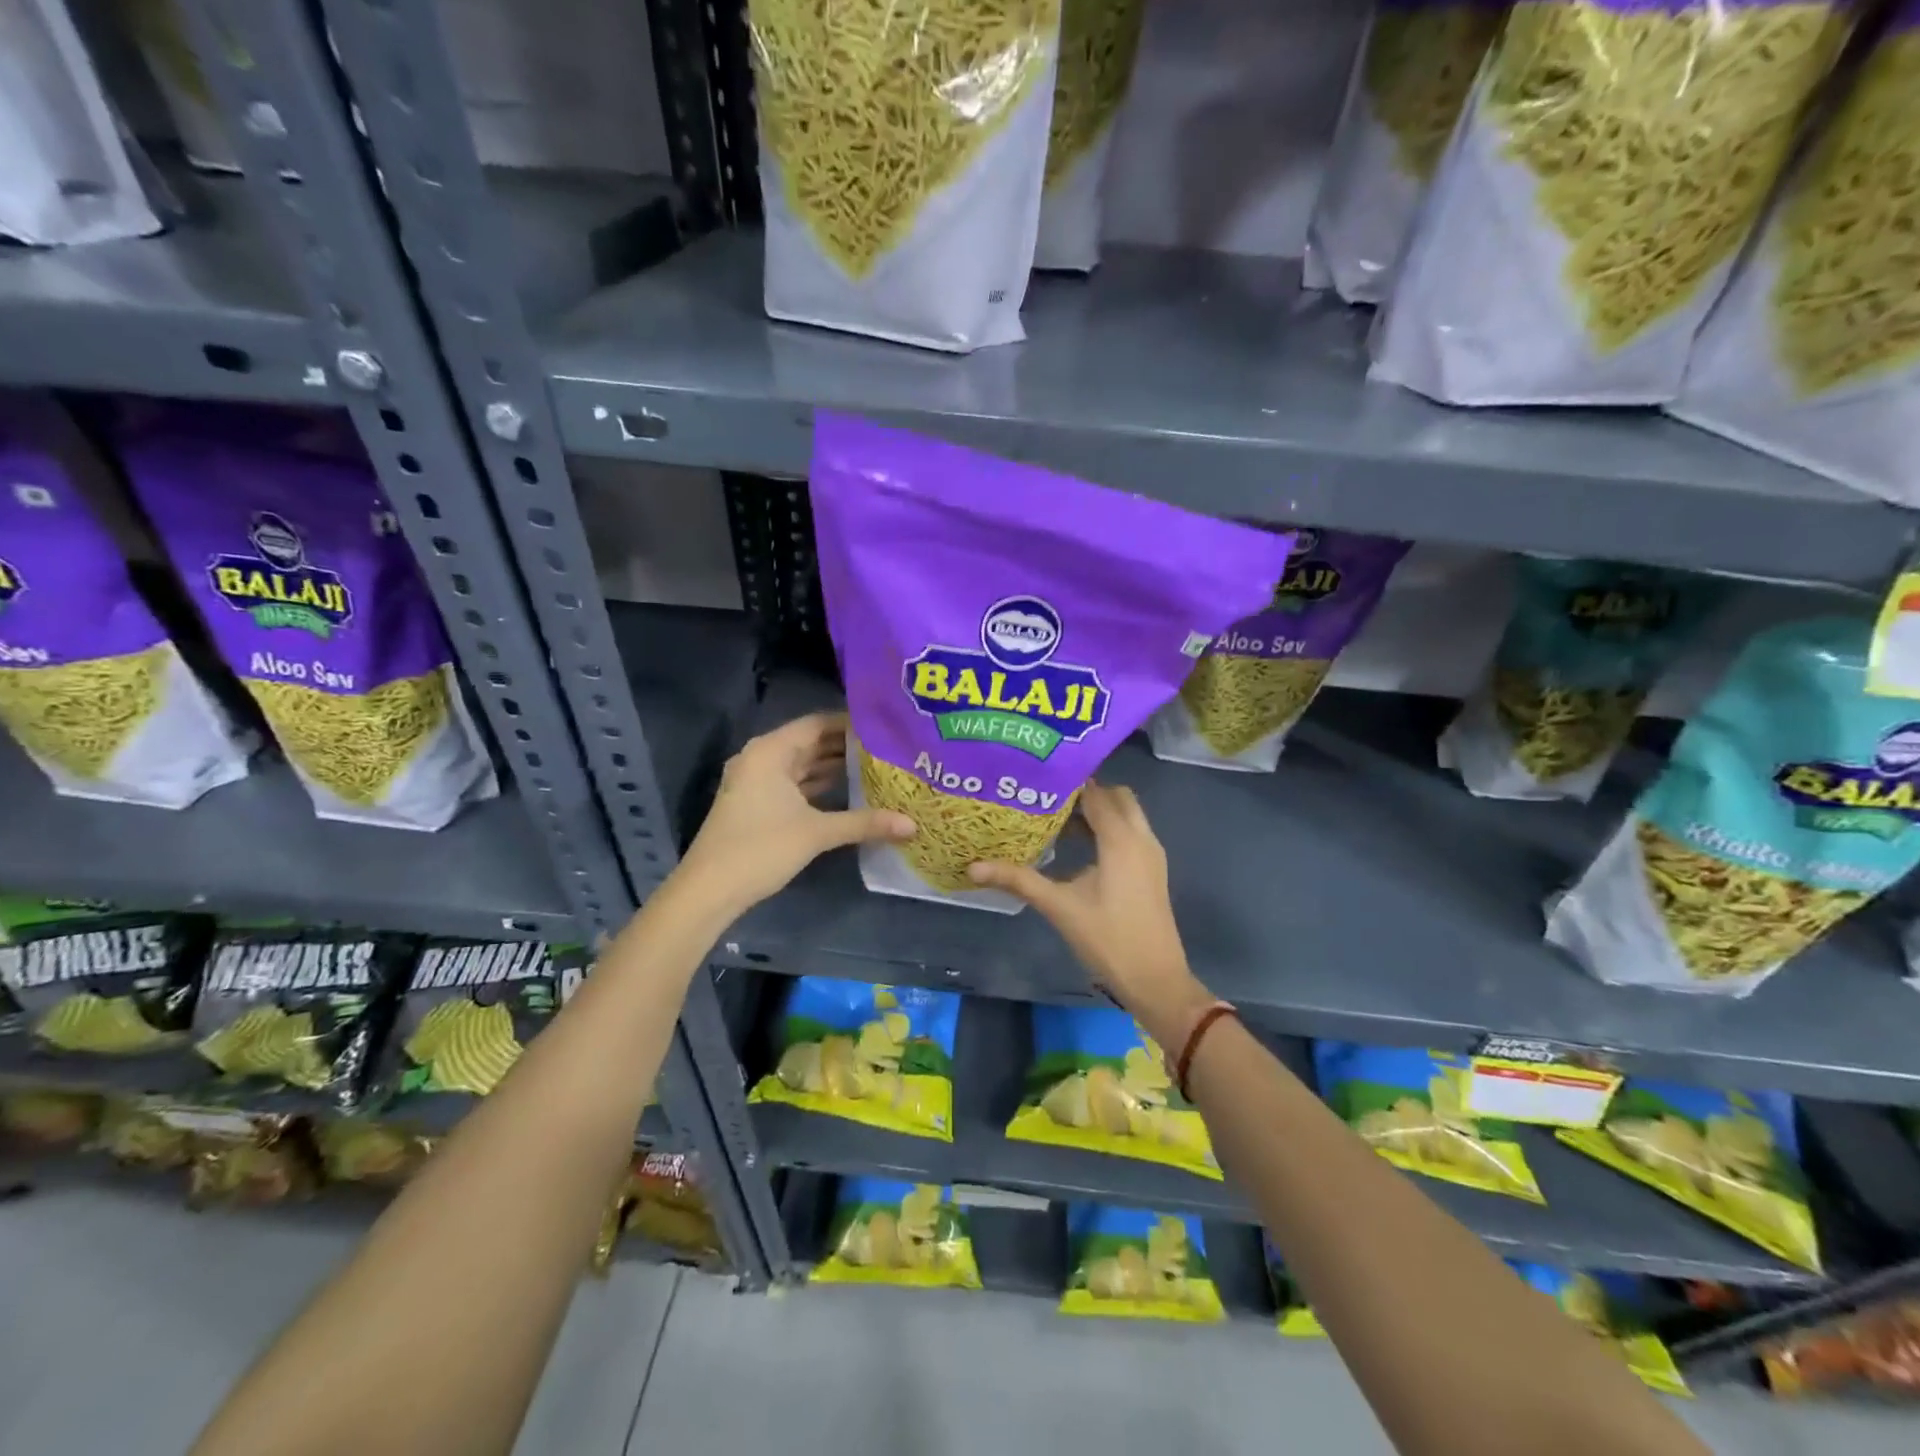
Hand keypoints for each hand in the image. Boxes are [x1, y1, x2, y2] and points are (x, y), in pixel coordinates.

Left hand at [677, 712, 913, 915]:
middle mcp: (762, 758)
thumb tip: (913, 825)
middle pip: (811, 742)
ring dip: (835, 767)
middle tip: (889, 747)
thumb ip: (865, 823)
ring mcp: (757, 781)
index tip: (886, 727)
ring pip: (803, 765)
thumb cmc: (761, 849)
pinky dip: (819, 786)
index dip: (851, 723)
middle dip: (847, 746)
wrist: (709, 890)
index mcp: (771, 751)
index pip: (818, 723)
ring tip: (877, 766)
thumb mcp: (817, 833)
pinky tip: (850, 791)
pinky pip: (795, 784)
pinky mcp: (758, 803)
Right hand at [968, 782, 1212, 1045]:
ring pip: (1127, 814)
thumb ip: (1018, 880)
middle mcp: (1141, 837)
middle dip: (1086, 792)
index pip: (1095, 792)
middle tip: (1048, 798)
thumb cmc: (1107, 939)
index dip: (1068, 783)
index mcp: (1121, 839)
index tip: (1036, 779)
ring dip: (1099, 811)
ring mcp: (1151, 854)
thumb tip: (973, 866)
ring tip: (1057, 819)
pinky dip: (1110, 828)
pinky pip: (1131, 833)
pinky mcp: (1153, 870)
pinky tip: (1079, 848)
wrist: (1155, 979)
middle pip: (1116, 796)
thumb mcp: (1059, 906)